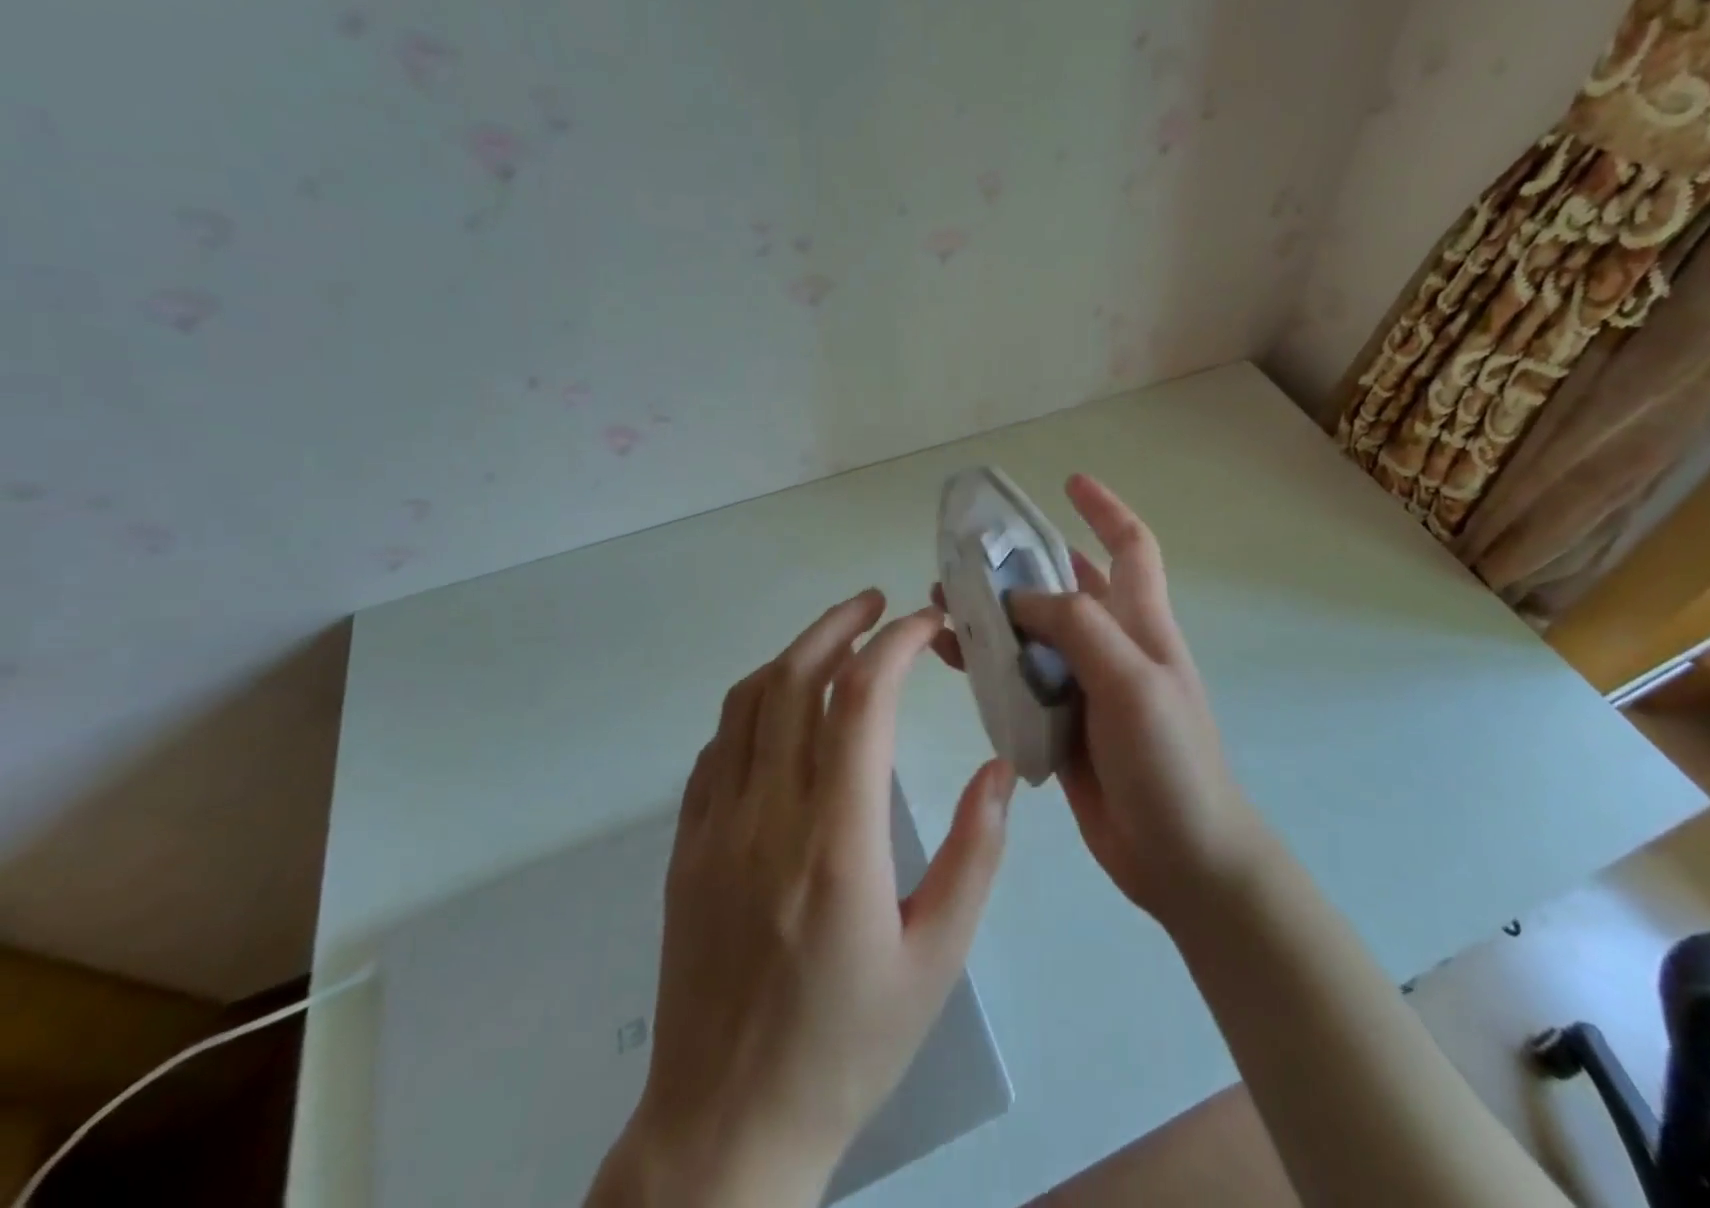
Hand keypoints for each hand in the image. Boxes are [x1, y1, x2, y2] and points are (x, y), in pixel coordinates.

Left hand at [589, 591, 1015, 1207]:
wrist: (724, 1131)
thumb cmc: (846, 1047)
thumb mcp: (937, 961)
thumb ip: (975, 855)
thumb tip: (1000, 768)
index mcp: (837, 844)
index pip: (861, 701)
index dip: (896, 643)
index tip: (927, 623)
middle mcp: (767, 817)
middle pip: (795, 679)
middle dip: (839, 624)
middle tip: (877, 602)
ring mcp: (715, 827)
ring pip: (748, 701)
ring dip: (794, 652)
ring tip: (836, 636)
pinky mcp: (686, 846)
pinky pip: (718, 746)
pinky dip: (756, 703)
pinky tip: (785, 706)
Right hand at [933, 475, 1264, 928]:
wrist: (1182, 858)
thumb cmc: (1168, 760)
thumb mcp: (1131, 679)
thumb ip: (1077, 628)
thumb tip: (1018, 600)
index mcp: (1140, 623)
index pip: (1129, 546)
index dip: (1104, 508)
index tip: (1069, 481)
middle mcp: (1112, 646)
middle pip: (1065, 587)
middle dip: (1021, 565)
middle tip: (966, 556)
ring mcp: (1086, 687)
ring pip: (1033, 634)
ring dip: (993, 615)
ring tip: (941, 603)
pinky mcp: (1061, 725)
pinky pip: (1019, 683)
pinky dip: (989, 667)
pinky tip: (954, 661)